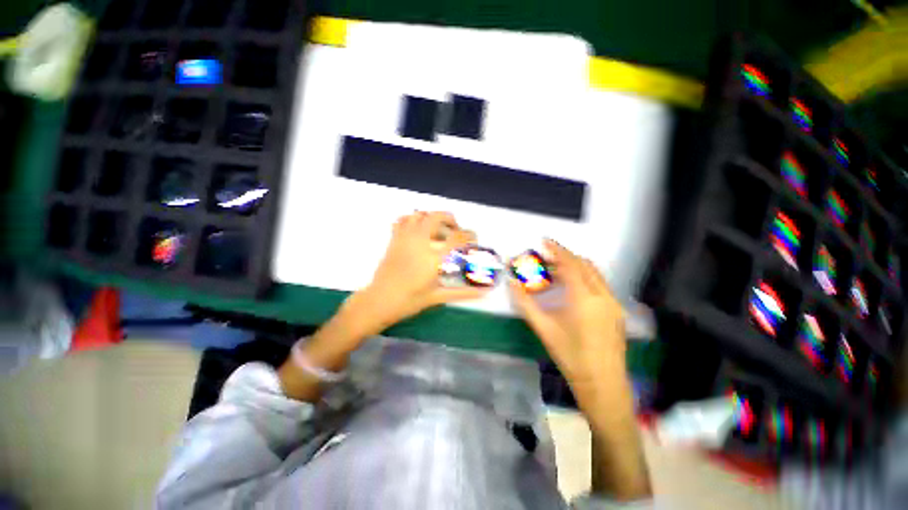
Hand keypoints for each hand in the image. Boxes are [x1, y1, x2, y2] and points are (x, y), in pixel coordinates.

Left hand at [357, 211, 489, 328]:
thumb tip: (484, 293)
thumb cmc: (409, 301)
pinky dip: (412, 219)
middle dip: (451, 219)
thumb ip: (462, 293)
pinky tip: (417, 229)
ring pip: (419, 214)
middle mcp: (420, 242)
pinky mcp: (394, 239)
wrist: (379, 300)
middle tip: (455, 230)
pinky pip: (402, 220)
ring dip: (432, 217)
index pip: (457, 238)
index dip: (469, 235)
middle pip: (437, 217)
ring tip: (437, 229)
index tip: (473, 239)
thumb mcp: (437, 297)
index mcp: (433, 258)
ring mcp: (404, 238)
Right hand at [509, 239, 625, 383]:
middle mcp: (602, 295)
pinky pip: (599, 284)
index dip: (556, 250)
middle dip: (565, 256)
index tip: (545, 241)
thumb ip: (525, 303)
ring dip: (575, 266)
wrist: (602, 384)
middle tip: (546, 257)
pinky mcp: (616, 311)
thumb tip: (512, 283)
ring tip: (556, 271)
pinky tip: (571, 289)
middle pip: (584, 264)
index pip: (570, 264)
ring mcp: (613, 303)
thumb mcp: (543, 328)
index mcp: (584, 298)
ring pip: (594, 273)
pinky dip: (584, 278)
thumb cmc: (570, 356)